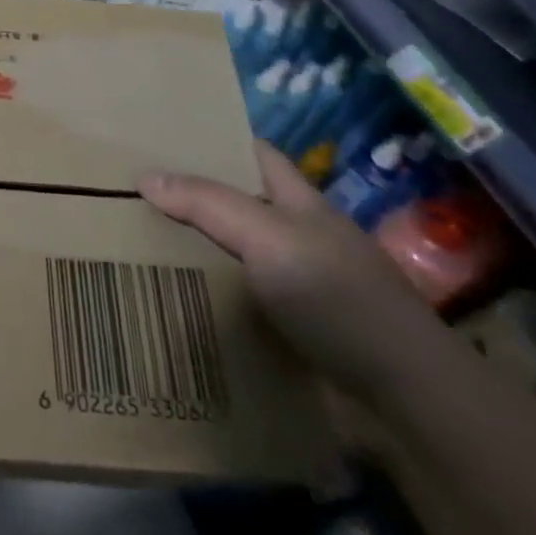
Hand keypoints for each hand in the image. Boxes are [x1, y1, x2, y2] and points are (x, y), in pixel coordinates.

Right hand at [139, 142, 451, 401]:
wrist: (405, 398)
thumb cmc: (339, 297)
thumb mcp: (270, 237)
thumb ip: (208, 204)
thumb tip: (143, 175)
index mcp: (300, 205)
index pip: (256, 155)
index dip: (218, 140)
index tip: (165, 135)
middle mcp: (299, 240)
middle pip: (238, 206)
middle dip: (191, 200)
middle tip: (130, 193)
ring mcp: (299, 289)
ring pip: (235, 258)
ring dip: (194, 256)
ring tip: (133, 246)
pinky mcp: (294, 335)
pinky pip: (239, 307)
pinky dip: (208, 303)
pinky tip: (171, 304)